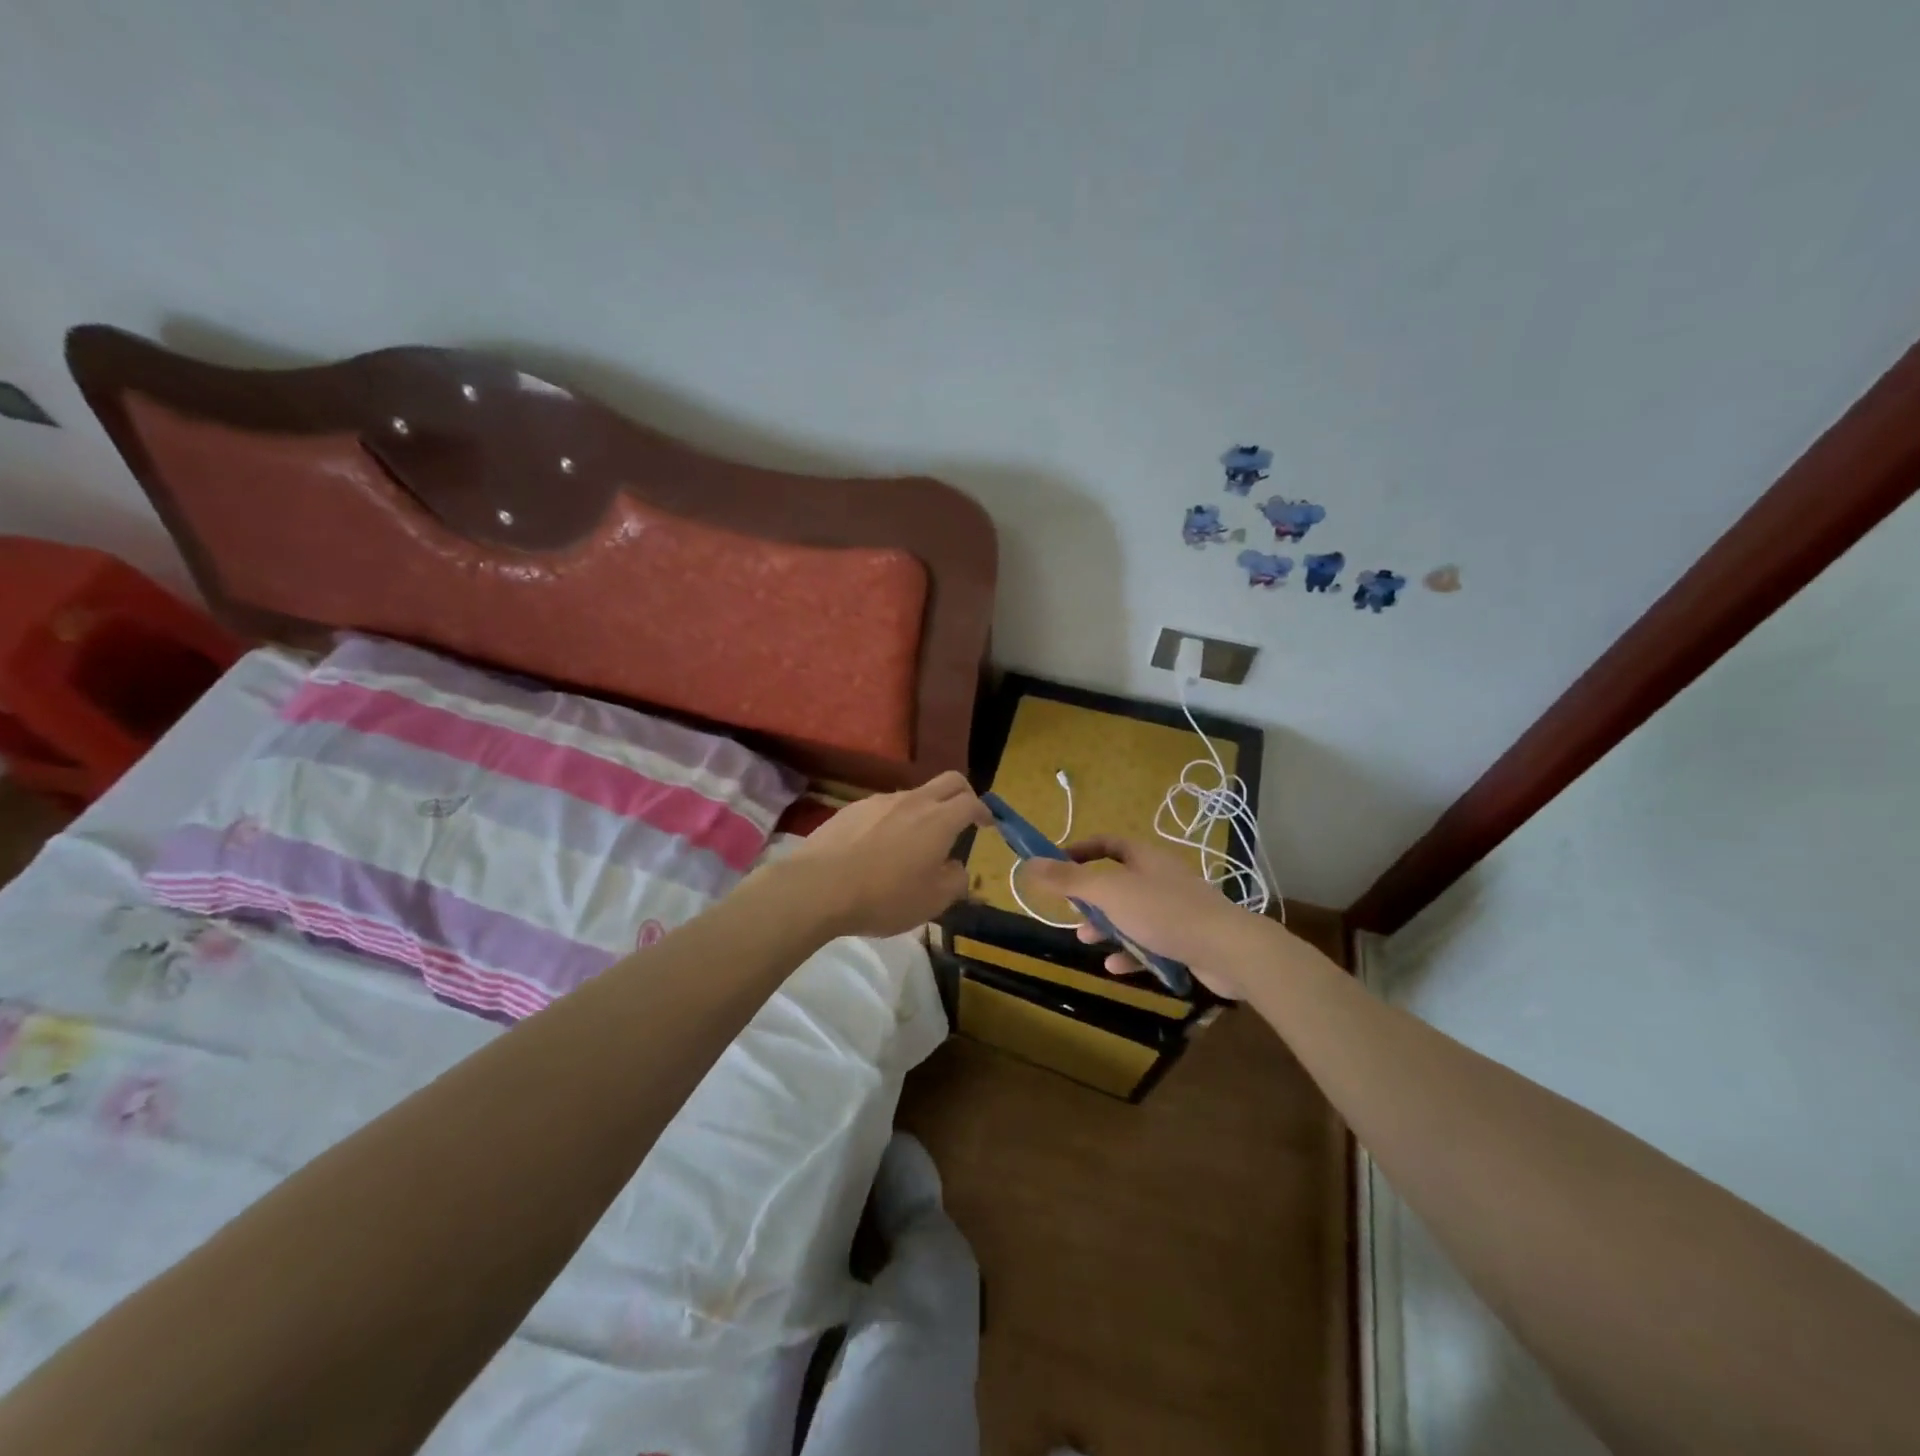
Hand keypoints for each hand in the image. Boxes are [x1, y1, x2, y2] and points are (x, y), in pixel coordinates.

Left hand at [778, 771, 989, 938]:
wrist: (818, 887)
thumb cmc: (883, 897)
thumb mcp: (931, 902)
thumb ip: (955, 881)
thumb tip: (957, 868)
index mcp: (939, 820)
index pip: (972, 802)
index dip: (985, 811)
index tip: (987, 824)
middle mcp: (913, 801)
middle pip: (948, 781)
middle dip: (963, 794)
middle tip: (964, 817)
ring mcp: (879, 801)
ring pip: (914, 795)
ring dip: (925, 810)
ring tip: (916, 841)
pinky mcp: (852, 809)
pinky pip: (884, 807)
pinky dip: (893, 820)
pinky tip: (880, 847)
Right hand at [1021, 836, 1274, 998]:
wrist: (1229, 950)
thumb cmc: (1164, 912)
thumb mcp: (1108, 893)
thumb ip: (1068, 879)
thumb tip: (1029, 863)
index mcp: (1145, 858)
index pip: (1107, 843)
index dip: (1080, 851)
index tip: (1056, 865)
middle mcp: (1161, 878)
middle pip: (1118, 880)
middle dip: (1091, 897)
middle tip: (1071, 912)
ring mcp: (1177, 909)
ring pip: (1133, 914)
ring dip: (1108, 927)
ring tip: (1087, 941)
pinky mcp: (1187, 939)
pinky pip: (1152, 942)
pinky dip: (1132, 952)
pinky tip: (1115, 968)